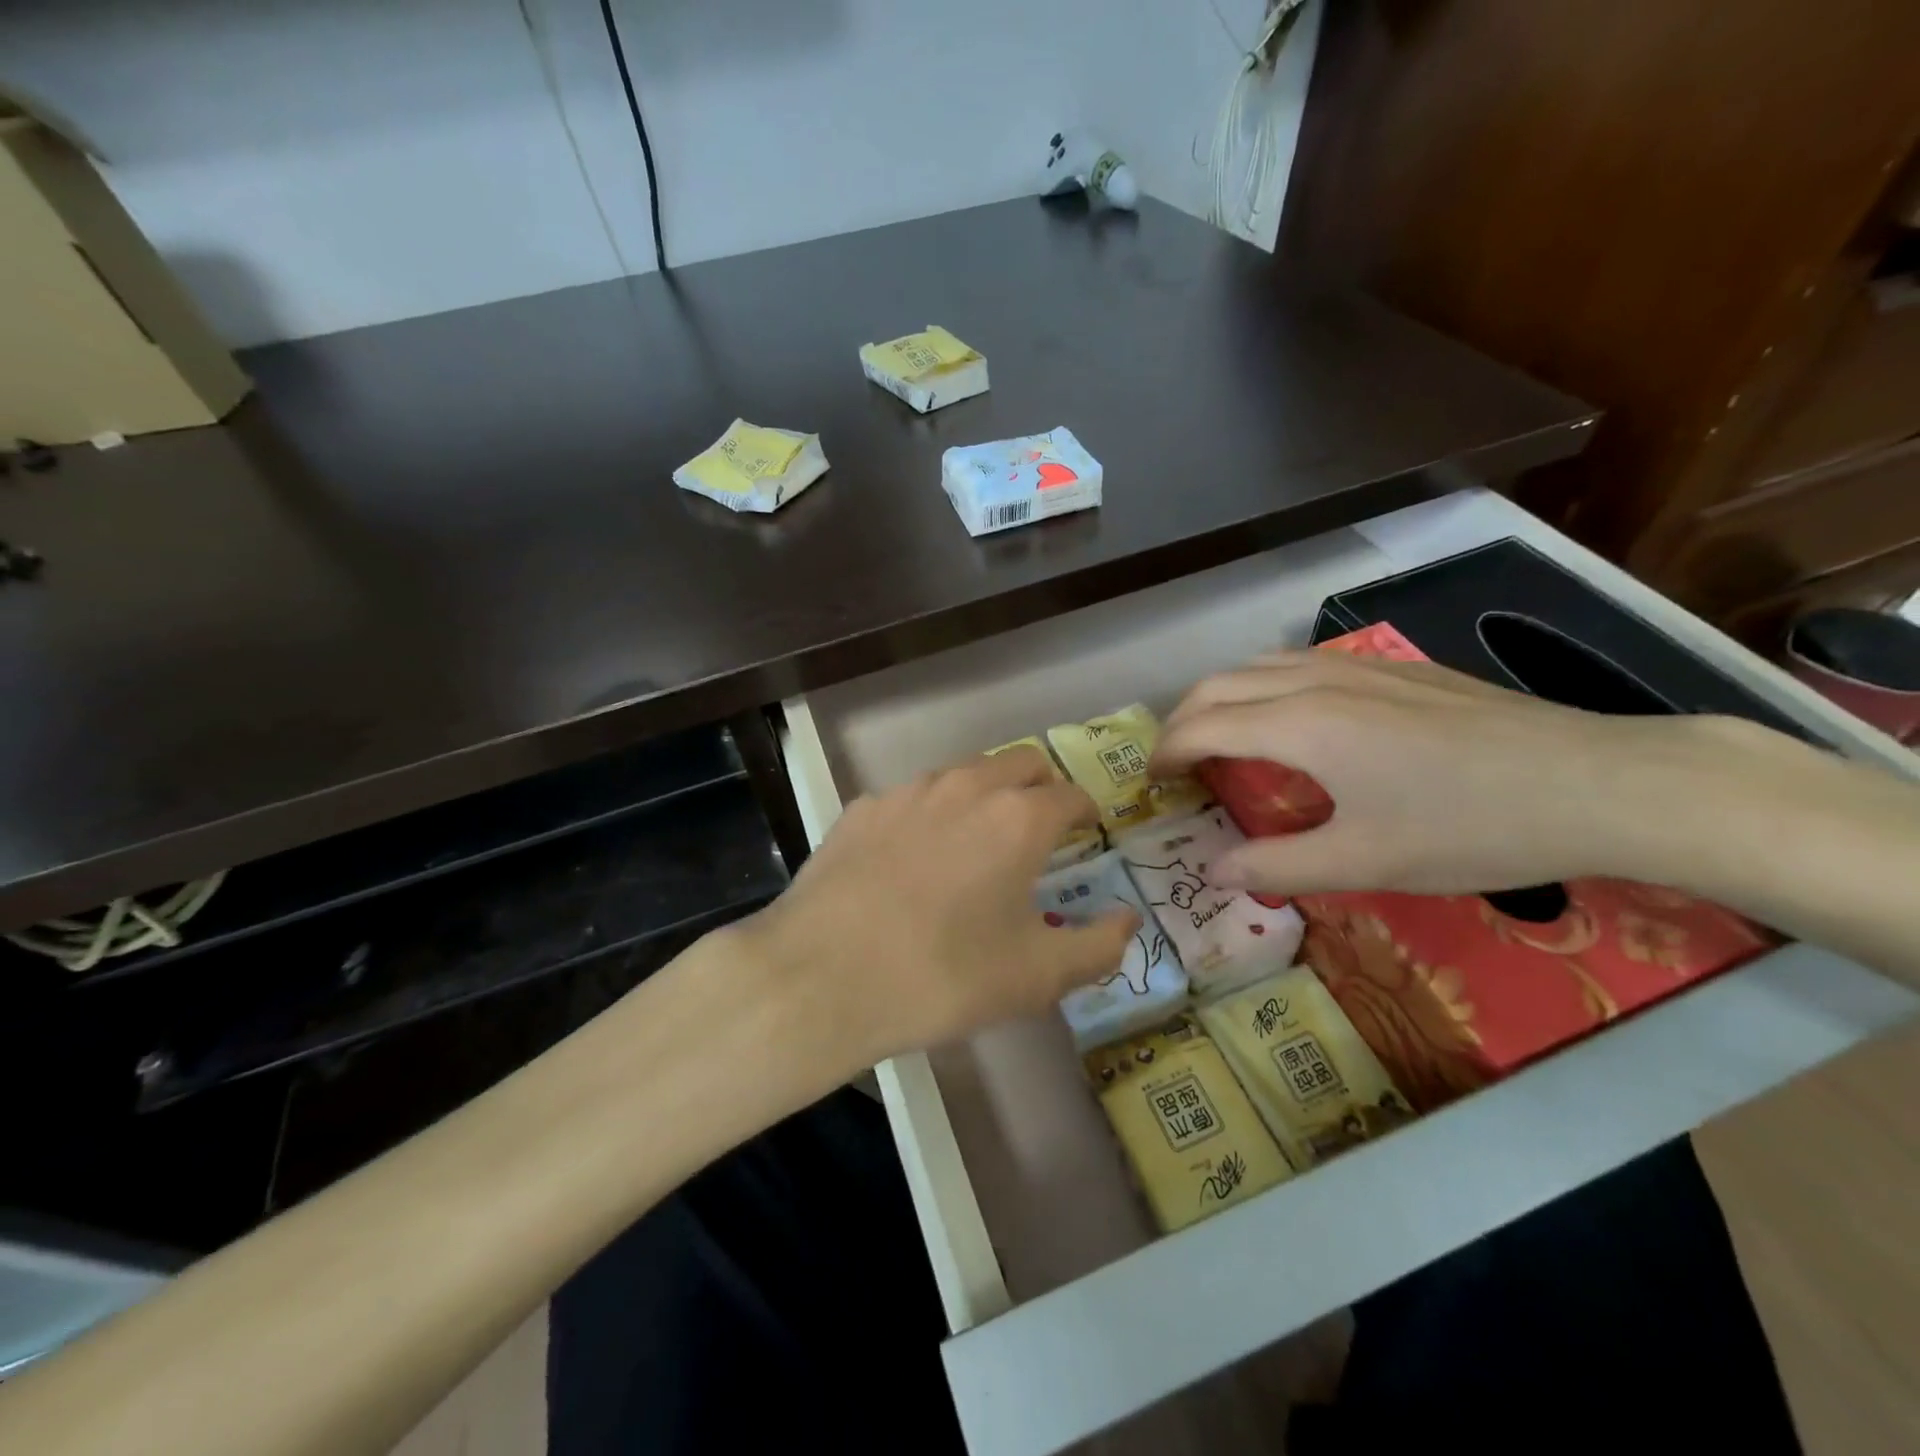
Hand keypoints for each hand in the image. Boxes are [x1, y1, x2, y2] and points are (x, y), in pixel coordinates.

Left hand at [734, 746, 1138, 1075]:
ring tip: (977, 840)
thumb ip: (1098, 946)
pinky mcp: (861, 809)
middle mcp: (965, 788)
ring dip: (984, 794)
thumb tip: (1128, 921)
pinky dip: (929, 815)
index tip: (1086, 832)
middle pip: (1020, 762)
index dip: (1085, 811)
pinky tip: (912, 858)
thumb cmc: (943, 976)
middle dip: (1040, 787)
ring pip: (963, 773)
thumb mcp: (1036, 977)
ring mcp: (907, 793)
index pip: (1070, 794)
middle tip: (1040, 829)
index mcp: (1017, 818)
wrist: (821, 977)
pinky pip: (911, 798)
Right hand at [1150, 649, 1745, 896]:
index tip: (1150, 782)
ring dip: (1222, 696)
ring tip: (1218, 737)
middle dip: (1182, 719)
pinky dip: (1265, 686)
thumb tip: (1213, 869)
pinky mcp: (1396, 668)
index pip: (1203, 726)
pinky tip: (1291, 718)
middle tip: (1174, 763)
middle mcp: (1317, 681)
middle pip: (1220, 684)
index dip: (1166, 752)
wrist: (1597, 783)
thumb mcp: (1366, 861)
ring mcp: (1359, 666)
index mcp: (1300, 724)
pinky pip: (1301, 663)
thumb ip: (1277, 864)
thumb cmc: (1470, 827)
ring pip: (1260, 665)